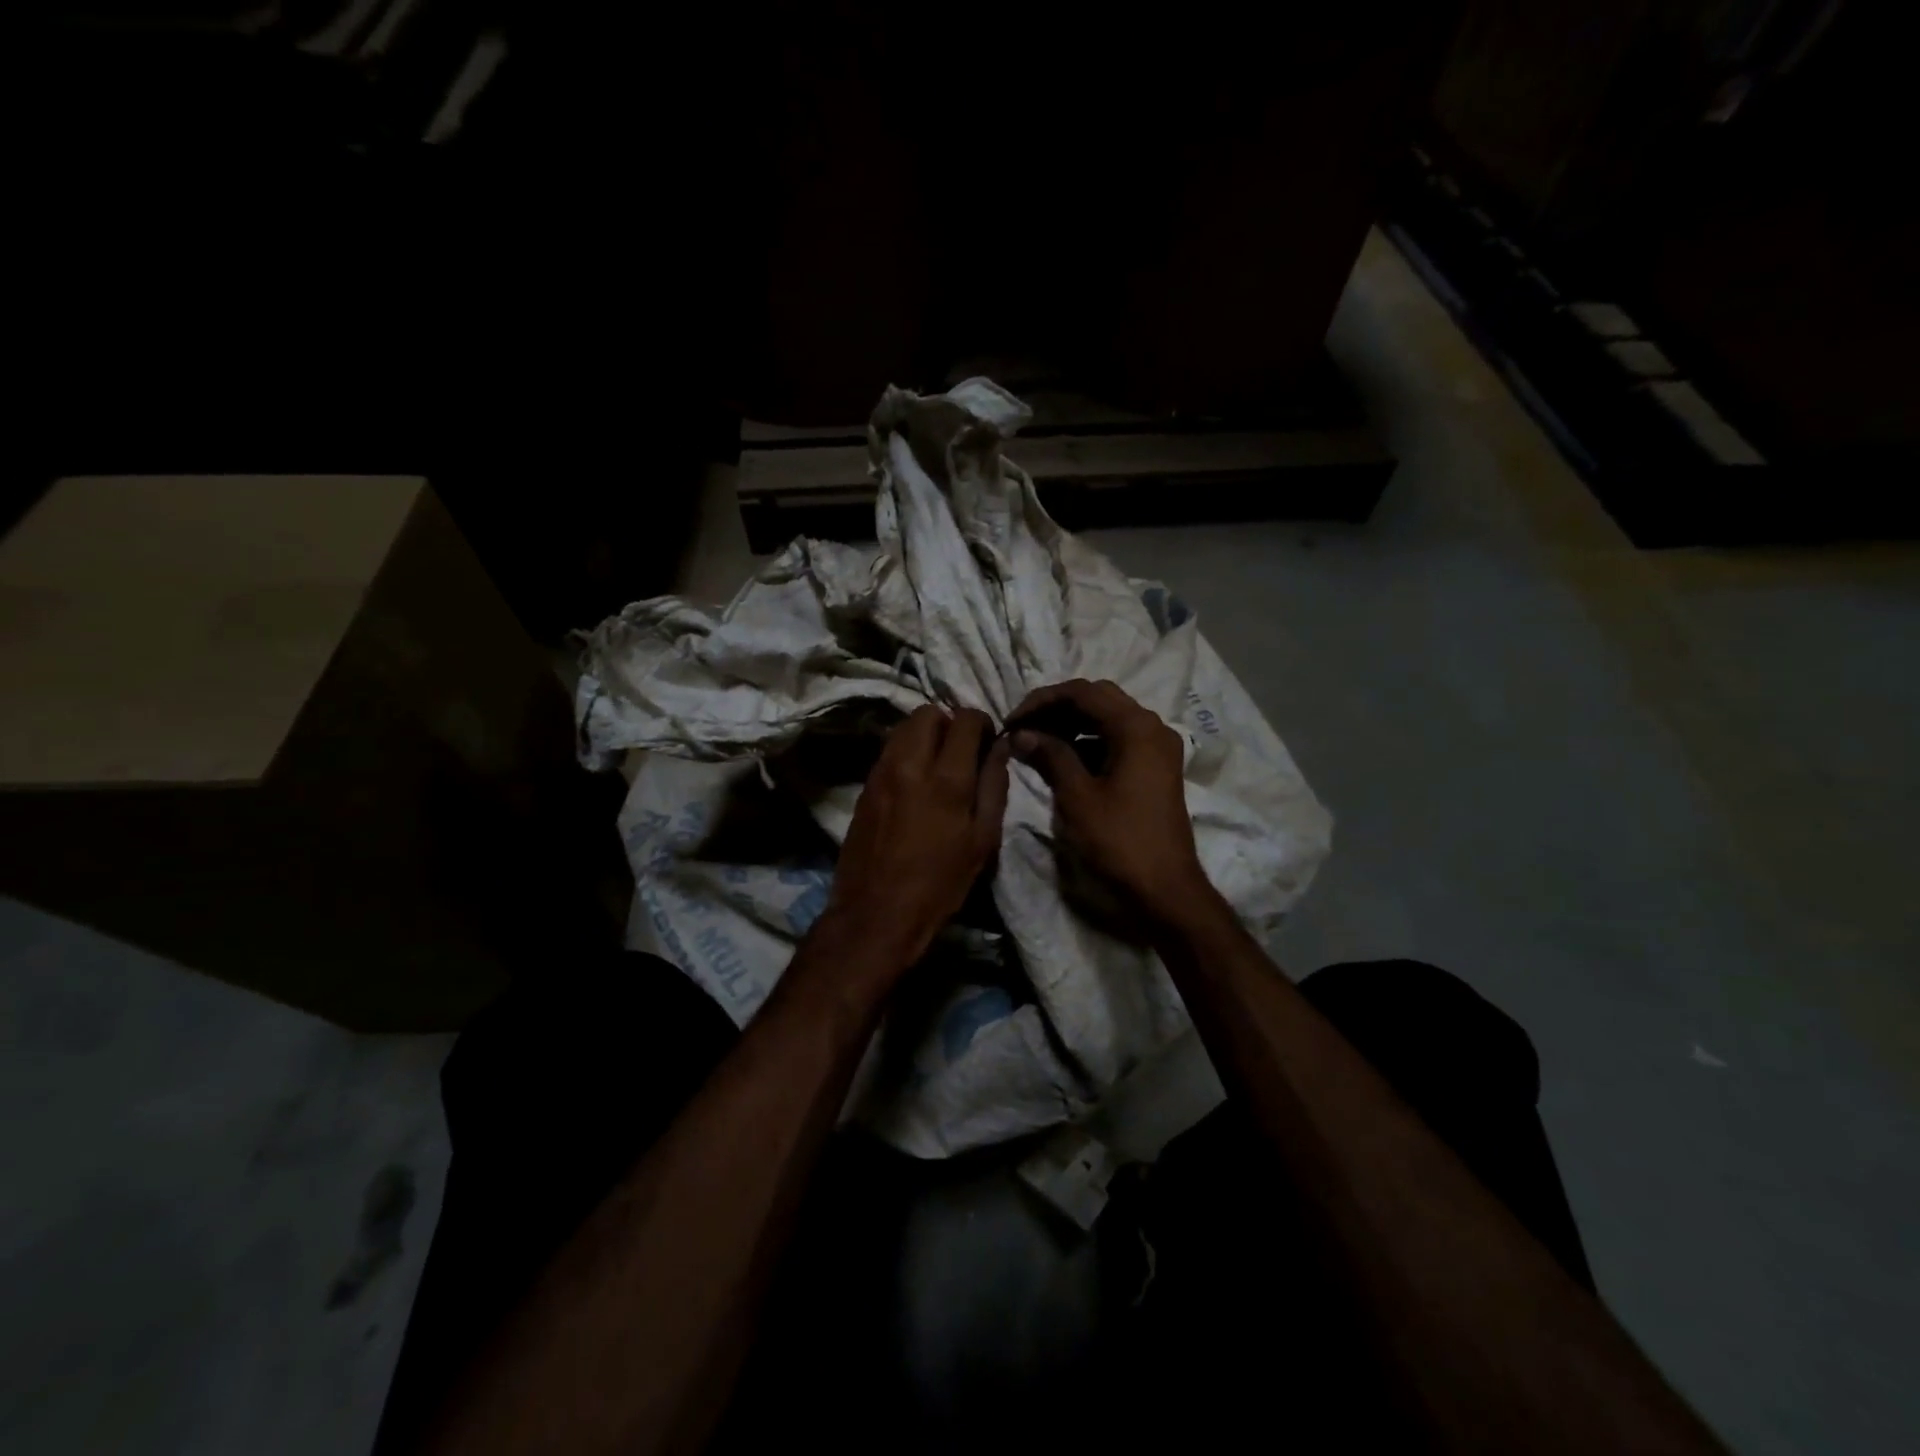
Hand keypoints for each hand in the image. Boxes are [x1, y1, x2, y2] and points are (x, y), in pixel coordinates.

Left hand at [824, 705, 1011, 972]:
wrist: (876, 914)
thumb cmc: (940, 884)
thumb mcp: (982, 841)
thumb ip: (994, 787)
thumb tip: (998, 748)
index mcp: (946, 778)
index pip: (964, 719)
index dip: (981, 722)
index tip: (988, 740)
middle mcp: (908, 764)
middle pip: (927, 712)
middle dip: (949, 722)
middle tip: (962, 750)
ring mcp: (880, 773)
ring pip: (903, 727)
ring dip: (925, 734)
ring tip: (939, 764)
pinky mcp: (864, 786)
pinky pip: (889, 750)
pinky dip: (906, 751)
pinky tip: (916, 781)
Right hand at [1009, 679, 1213, 927]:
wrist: (1165, 889)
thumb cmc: (1120, 841)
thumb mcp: (1077, 797)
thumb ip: (1050, 756)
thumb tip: (1021, 733)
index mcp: (1136, 727)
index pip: (1083, 692)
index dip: (1042, 701)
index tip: (1011, 721)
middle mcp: (1152, 727)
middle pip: (1099, 698)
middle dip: (1057, 708)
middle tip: (1023, 727)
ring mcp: (1158, 748)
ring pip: (1109, 717)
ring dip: (1072, 723)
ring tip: (1037, 741)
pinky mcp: (1156, 768)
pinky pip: (1119, 739)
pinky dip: (1090, 741)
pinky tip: (1064, 759)